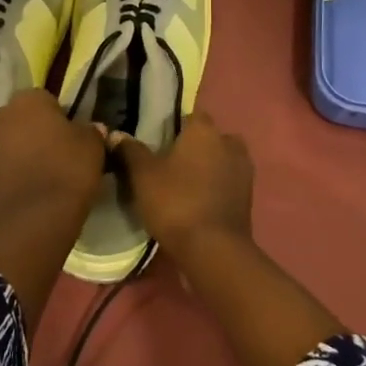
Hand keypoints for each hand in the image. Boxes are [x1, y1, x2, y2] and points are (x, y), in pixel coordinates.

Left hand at [0, 88, 104, 252]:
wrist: (34, 221)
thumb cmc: (67, 170)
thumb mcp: (93, 145)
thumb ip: (91, 130)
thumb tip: (91, 128)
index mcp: (27, 99)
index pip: (47, 99)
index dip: (61, 117)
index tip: (73, 136)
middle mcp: (0, 114)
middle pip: (24, 118)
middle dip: (38, 131)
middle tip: (61, 152)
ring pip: (12, 141)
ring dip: (25, 151)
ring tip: (48, 172)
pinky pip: (4, 164)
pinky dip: (16, 170)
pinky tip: (34, 186)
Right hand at [107, 113, 253, 266]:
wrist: (213, 249)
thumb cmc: (175, 202)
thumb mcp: (142, 176)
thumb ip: (130, 151)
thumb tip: (117, 134)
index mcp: (204, 130)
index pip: (190, 115)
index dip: (175, 127)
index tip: (159, 141)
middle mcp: (229, 143)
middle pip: (210, 137)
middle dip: (195, 147)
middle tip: (171, 164)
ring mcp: (244, 170)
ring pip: (222, 159)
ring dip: (209, 167)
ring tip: (185, 185)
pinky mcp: (249, 197)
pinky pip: (229, 182)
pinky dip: (217, 187)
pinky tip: (199, 202)